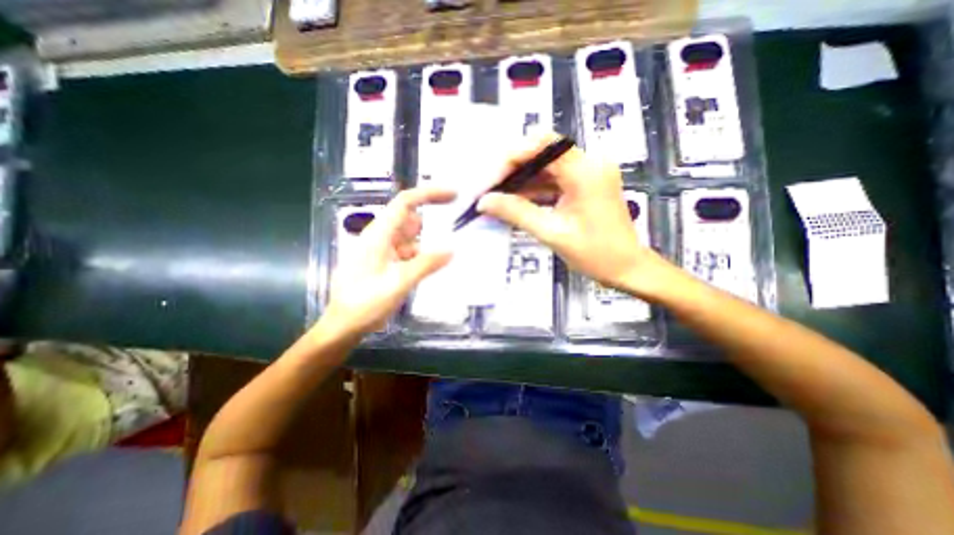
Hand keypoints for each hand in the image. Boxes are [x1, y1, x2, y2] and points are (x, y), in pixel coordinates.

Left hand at [324, 187, 452, 334]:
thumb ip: (425, 265)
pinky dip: (423, 255)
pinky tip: (435, 266)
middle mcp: (380, 237)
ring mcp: (383, 250)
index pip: (405, 203)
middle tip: (459, 227)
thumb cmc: (364, 304)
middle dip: (434, 221)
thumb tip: (452, 249)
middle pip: (410, 219)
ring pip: (411, 237)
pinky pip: (409, 252)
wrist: (344, 326)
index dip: (429, 194)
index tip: (454, 195)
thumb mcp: (398, 284)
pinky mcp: (386, 262)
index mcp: (379, 235)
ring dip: (430, 241)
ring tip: (452, 250)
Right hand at [477, 131, 664, 294]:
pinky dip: (534, 190)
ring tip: (498, 198)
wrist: (627, 268)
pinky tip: (516, 202)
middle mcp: (589, 163)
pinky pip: (553, 180)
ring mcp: (588, 173)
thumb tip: (484, 201)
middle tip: (491, 192)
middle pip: (541, 153)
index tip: (491, 183)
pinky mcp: (585, 185)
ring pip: (545, 167)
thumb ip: (517, 213)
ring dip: (521, 181)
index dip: (511, 159)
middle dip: (512, 171)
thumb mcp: (552, 233)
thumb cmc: (596, 254)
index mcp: (585, 171)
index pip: (541, 145)